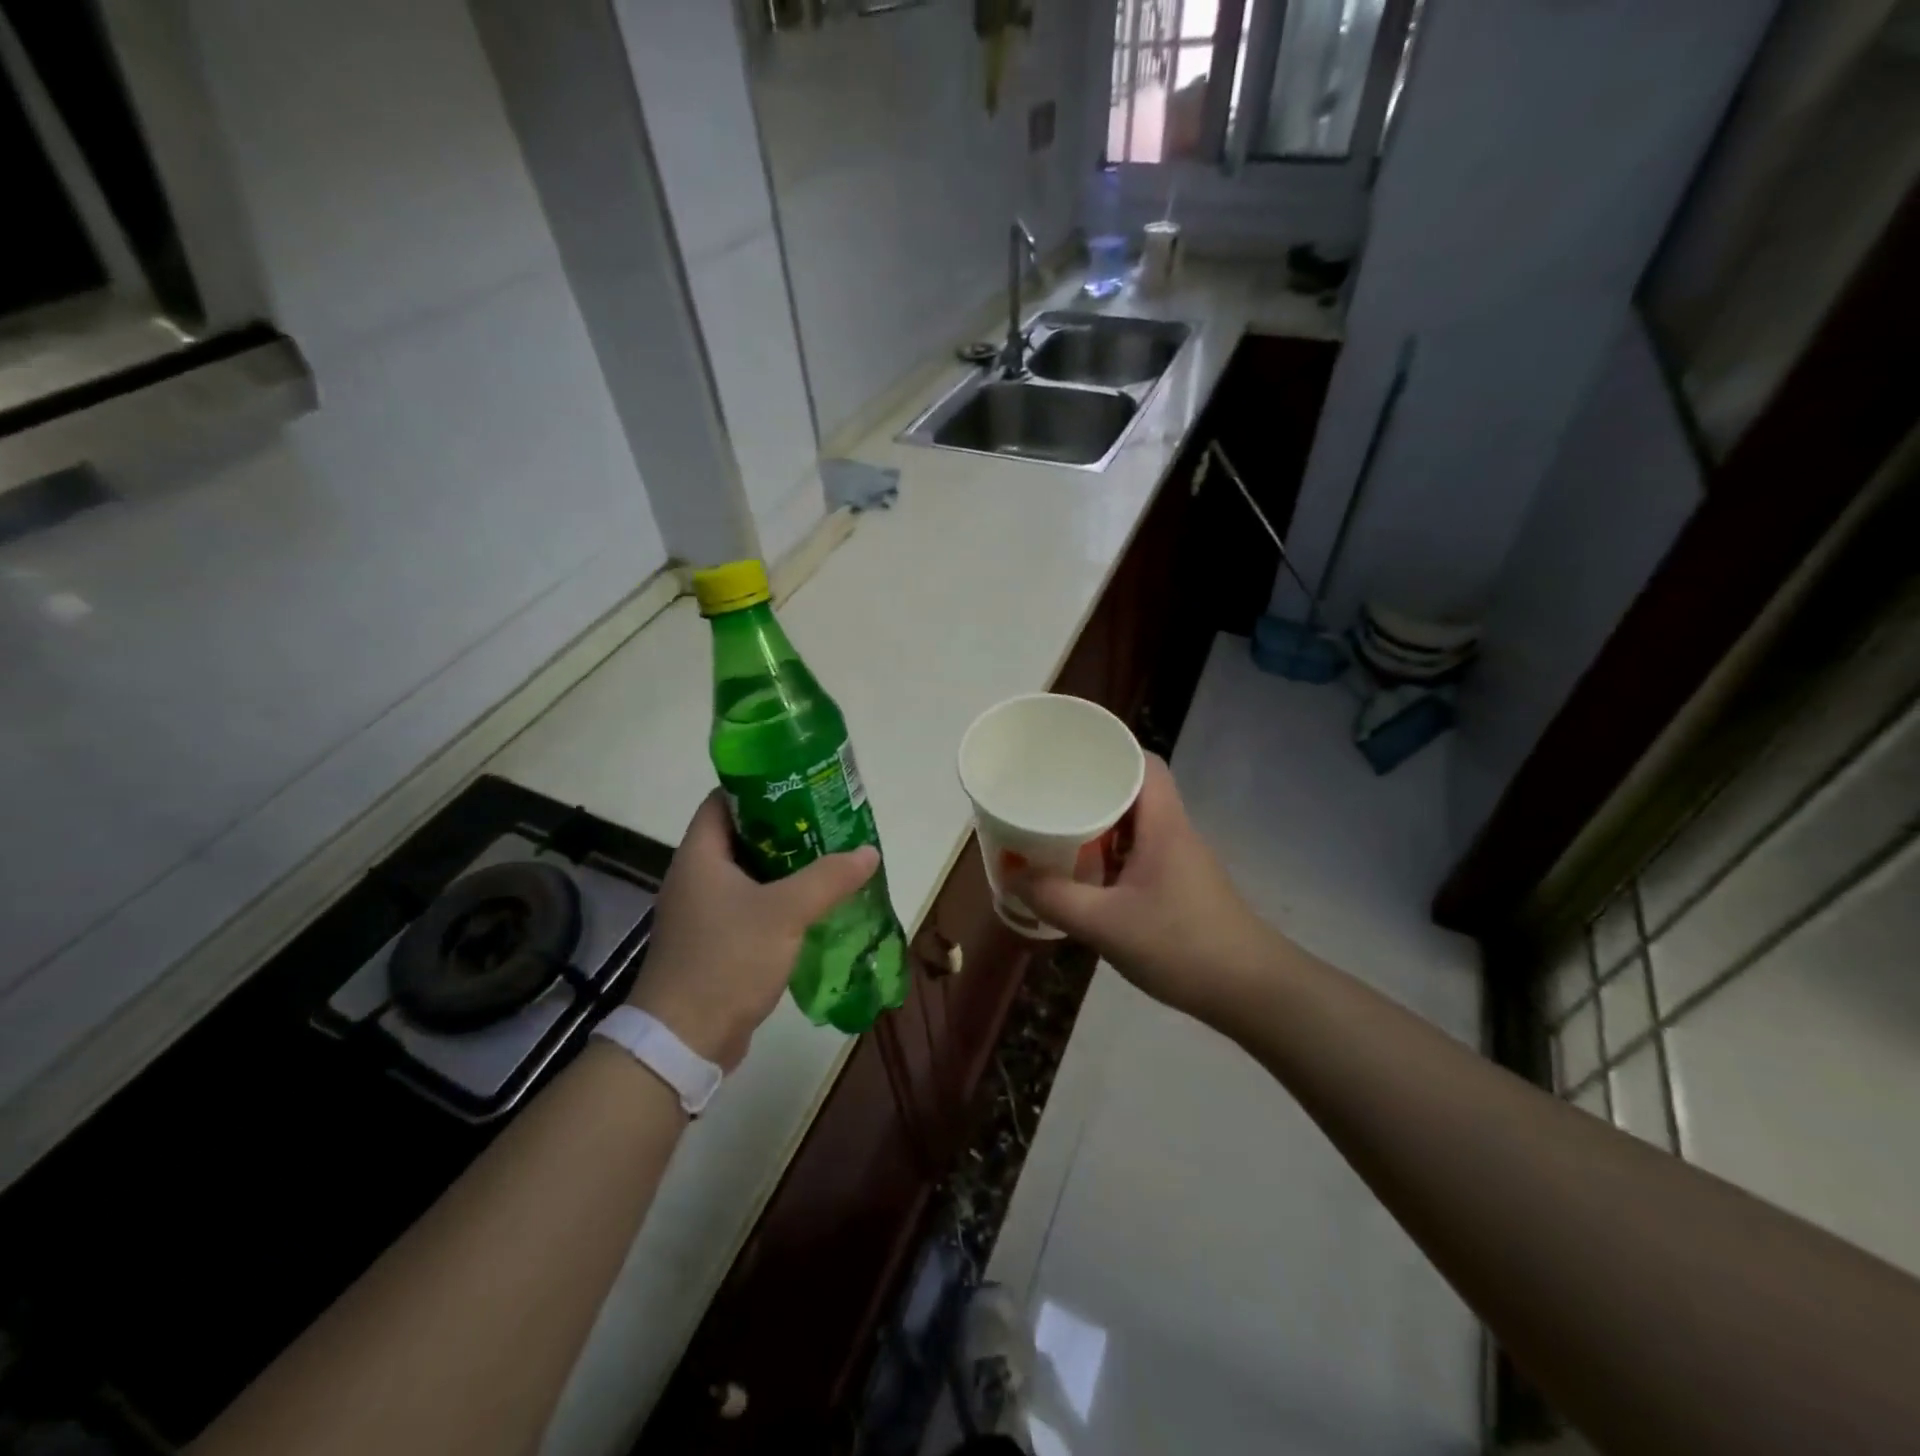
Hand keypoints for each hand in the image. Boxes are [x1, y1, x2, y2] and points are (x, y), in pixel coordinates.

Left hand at [630, 791, 878, 1069]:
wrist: (683, 1041)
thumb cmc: (726, 961)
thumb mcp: (784, 913)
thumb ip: (828, 878)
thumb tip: (868, 852)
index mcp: (699, 856)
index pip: (723, 800)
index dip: (760, 787)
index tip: (802, 786)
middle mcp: (696, 877)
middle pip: (742, 836)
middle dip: (785, 828)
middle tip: (828, 823)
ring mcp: (702, 912)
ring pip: (749, 874)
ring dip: (786, 867)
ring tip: (830, 859)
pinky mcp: (714, 942)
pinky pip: (751, 906)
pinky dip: (779, 900)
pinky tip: (814, 906)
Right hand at [1009, 755, 1273, 1022]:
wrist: (1251, 992)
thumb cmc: (1182, 945)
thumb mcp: (1106, 924)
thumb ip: (1055, 899)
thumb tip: (1011, 876)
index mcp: (1163, 824)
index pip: (1143, 762)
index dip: (1110, 750)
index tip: (1069, 755)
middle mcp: (1174, 832)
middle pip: (1134, 791)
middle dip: (1092, 788)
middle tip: (1049, 794)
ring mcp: (1179, 861)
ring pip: (1135, 825)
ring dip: (1099, 824)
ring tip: (1057, 828)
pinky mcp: (1179, 887)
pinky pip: (1138, 853)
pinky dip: (1110, 854)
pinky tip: (1084, 874)